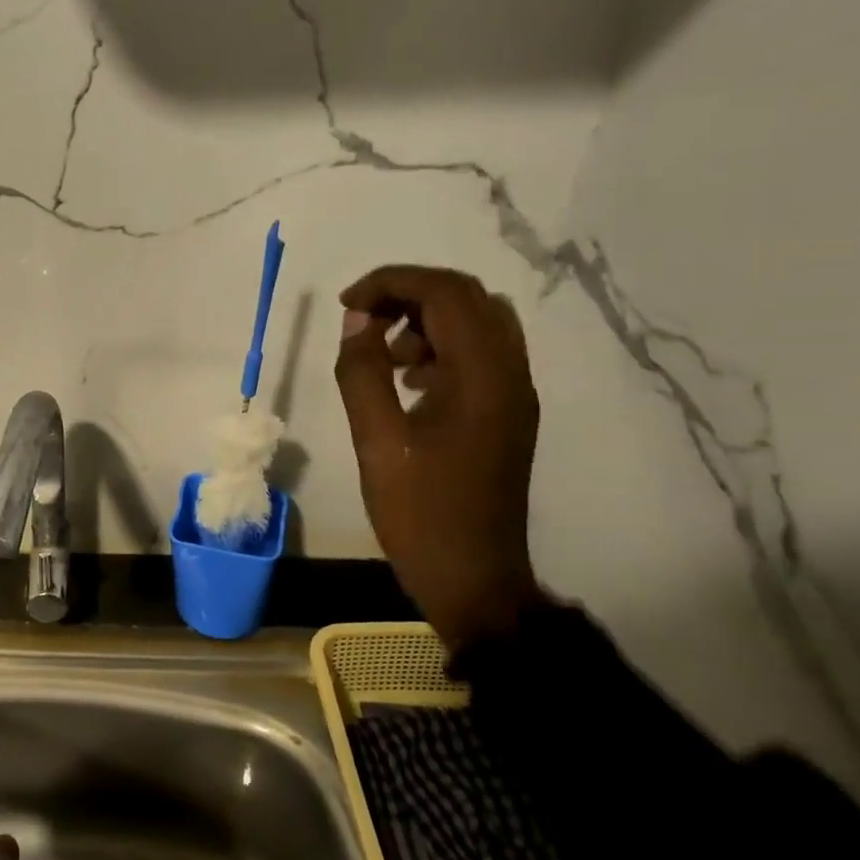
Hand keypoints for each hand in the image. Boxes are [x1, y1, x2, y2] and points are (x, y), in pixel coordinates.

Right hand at [334, 265, 541, 652]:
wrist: (473, 577)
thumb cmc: (420, 512)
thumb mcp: (377, 441)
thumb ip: (362, 373)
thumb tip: (357, 321)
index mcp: (484, 377)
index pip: (447, 293)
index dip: (392, 282)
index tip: (346, 305)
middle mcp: (510, 374)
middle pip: (467, 299)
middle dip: (408, 295)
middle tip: (360, 321)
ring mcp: (513, 394)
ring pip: (475, 324)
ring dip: (425, 321)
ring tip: (382, 355)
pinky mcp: (505, 413)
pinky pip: (477, 355)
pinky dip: (439, 348)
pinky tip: (406, 381)